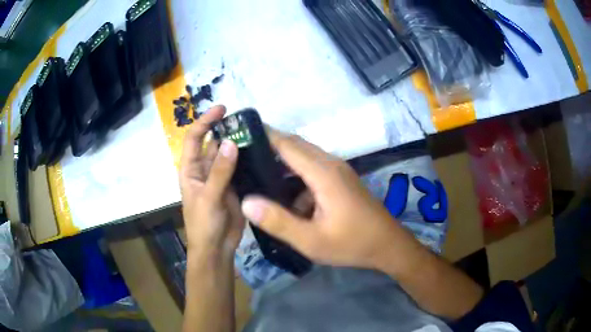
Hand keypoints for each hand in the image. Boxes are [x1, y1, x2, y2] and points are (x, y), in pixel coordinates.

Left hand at [179, 105, 244, 255]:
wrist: (217, 248)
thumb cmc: (203, 224)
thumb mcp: (208, 197)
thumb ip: (219, 171)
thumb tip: (231, 142)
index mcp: (191, 169)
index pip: (195, 138)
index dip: (205, 121)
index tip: (223, 109)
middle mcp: (205, 169)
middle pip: (214, 143)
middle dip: (227, 130)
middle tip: (249, 121)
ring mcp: (221, 177)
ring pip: (230, 155)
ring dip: (240, 144)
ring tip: (259, 133)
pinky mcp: (235, 186)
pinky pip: (242, 168)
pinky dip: (249, 160)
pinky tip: (263, 153)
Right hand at [240, 129, 419, 271]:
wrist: (388, 245)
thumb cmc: (352, 244)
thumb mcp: (311, 240)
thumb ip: (278, 221)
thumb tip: (246, 201)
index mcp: (323, 173)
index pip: (286, 144)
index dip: (262, 137)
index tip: (239, 137)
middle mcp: (331, 164)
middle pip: (295, 145)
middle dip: (268, 147)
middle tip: (242, 158)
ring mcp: (338, 170)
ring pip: (304, 157)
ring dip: (282, 163)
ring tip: (257, 176)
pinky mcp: (341, 179)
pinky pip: (313, 169)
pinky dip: (296, 176)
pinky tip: (285, 197)